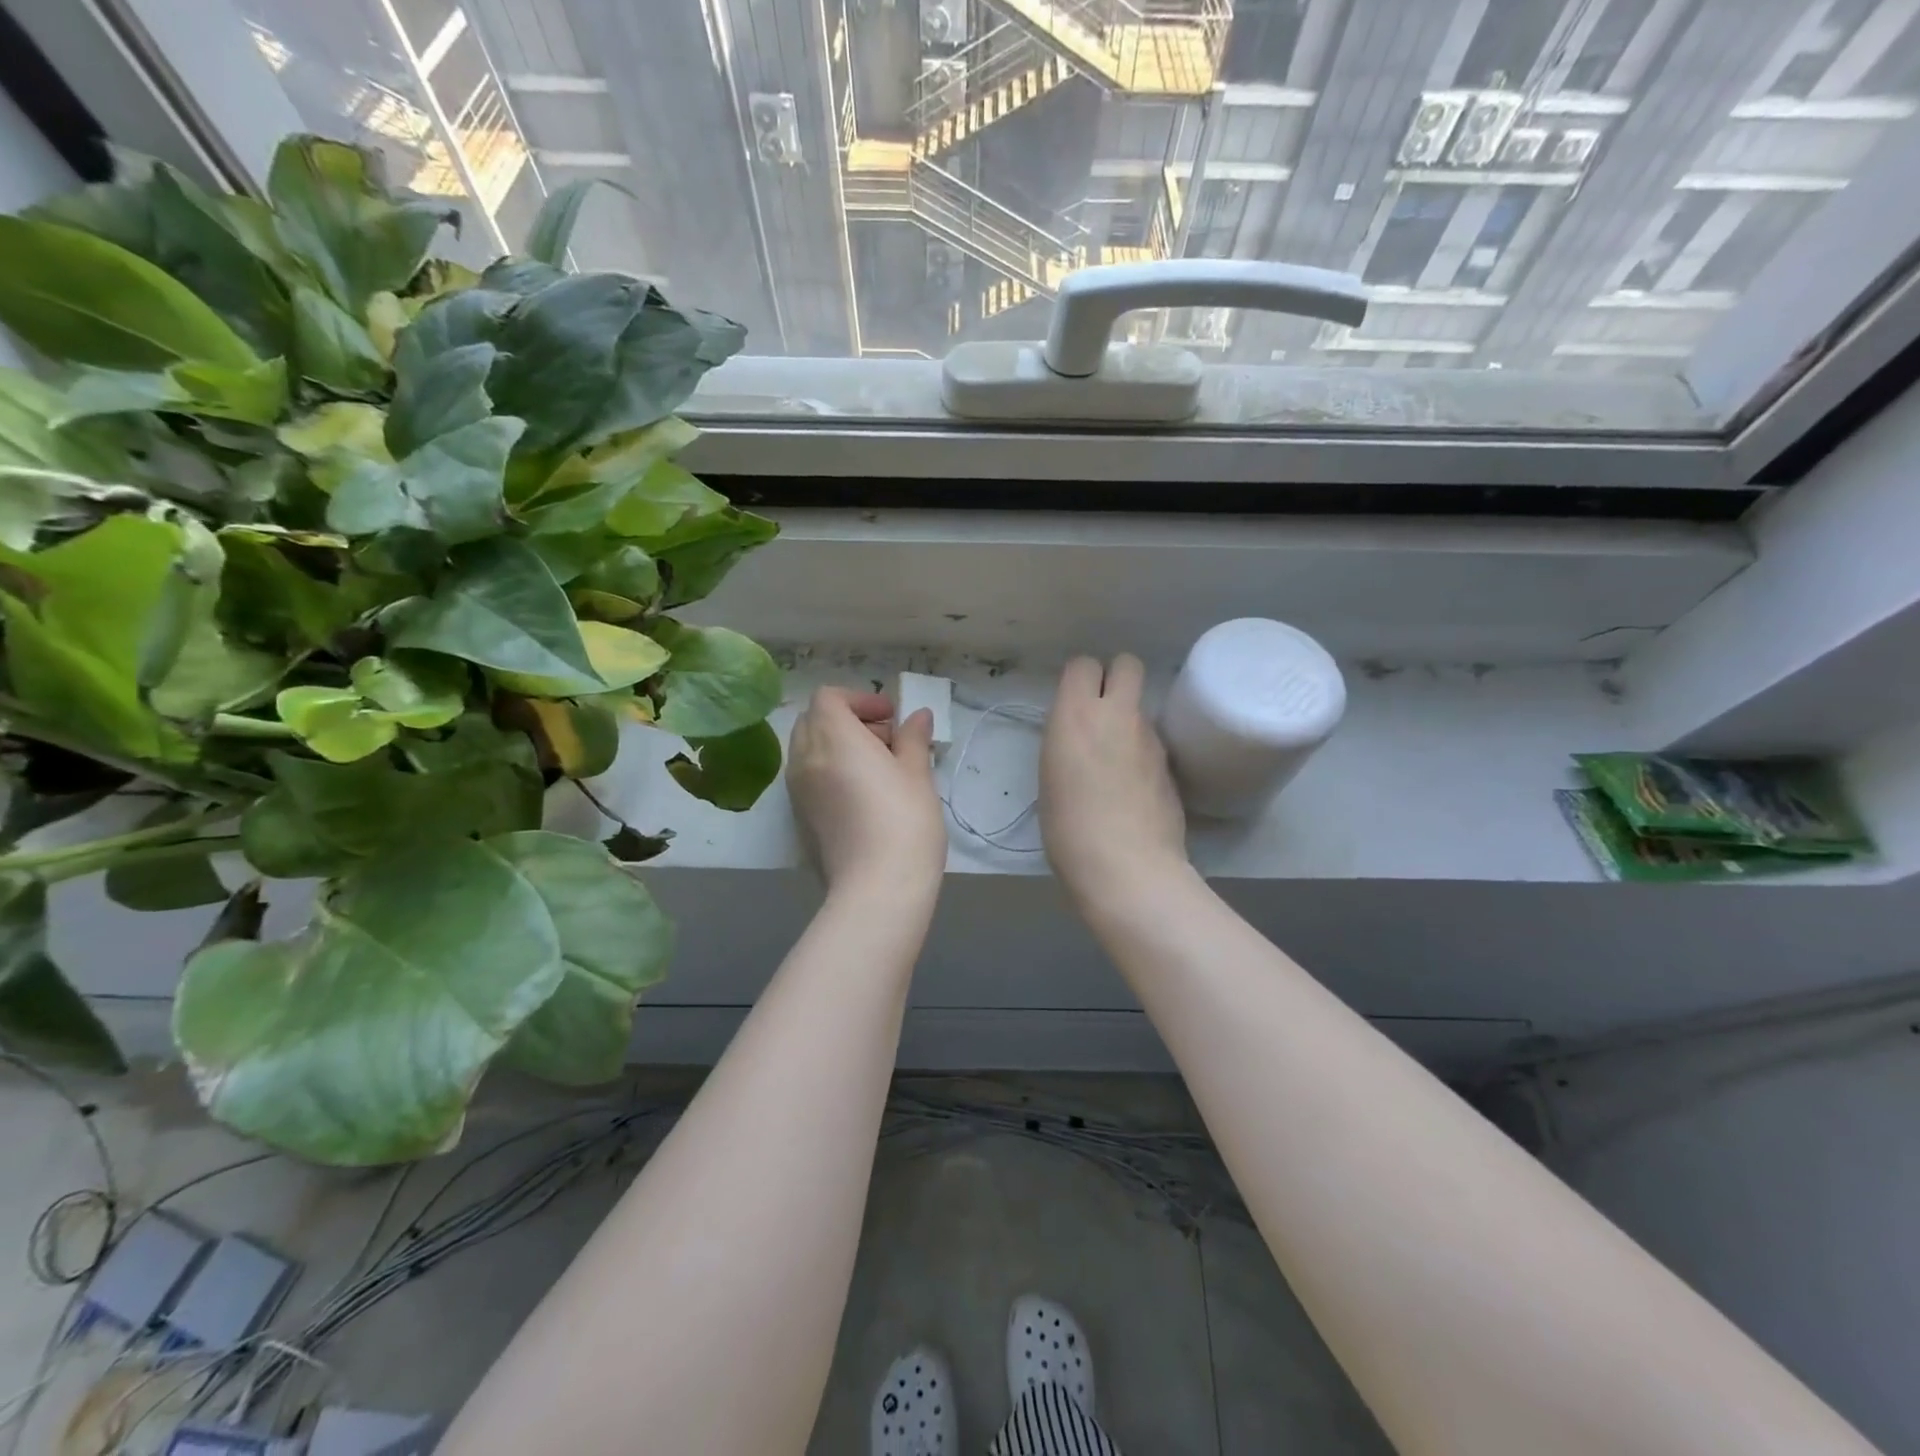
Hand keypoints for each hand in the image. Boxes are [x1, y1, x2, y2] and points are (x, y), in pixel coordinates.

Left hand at [787, 688, 945, 896]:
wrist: (877, 888)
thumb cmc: (904, 821)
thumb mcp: (917, 774)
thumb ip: (913, 738)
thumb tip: (918, 716)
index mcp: (833, 737)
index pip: (829, 697)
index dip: (860, 699)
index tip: (891, 717)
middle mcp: (805, 758)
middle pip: (813, 720)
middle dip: (847, 720)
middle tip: (886, 742)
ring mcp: (797, 791)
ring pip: (808, 749)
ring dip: (837, 747)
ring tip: (876, 770)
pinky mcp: (798, 819)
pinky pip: (807, 779)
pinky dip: (828, 772)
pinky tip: (861, 797)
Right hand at [1040, 655, 1187, 905]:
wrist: (1127, 868)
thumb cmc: (1069, 828)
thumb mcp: (1050, 776)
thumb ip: (1068, 741)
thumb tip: (1082, 737)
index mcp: (1077, 715)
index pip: (1083, 664)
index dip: (1079, 680)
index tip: (1072, 703)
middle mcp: (1118, 715)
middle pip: (1127, 663)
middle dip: (1116, 677)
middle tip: (1102, 711)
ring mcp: (1151, 738)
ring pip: (1142, 706)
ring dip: (1130, 719)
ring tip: (1116, 759)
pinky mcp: (1172, 764)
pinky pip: (1154, 741)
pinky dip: (1144, 752)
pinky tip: (1134, 786)